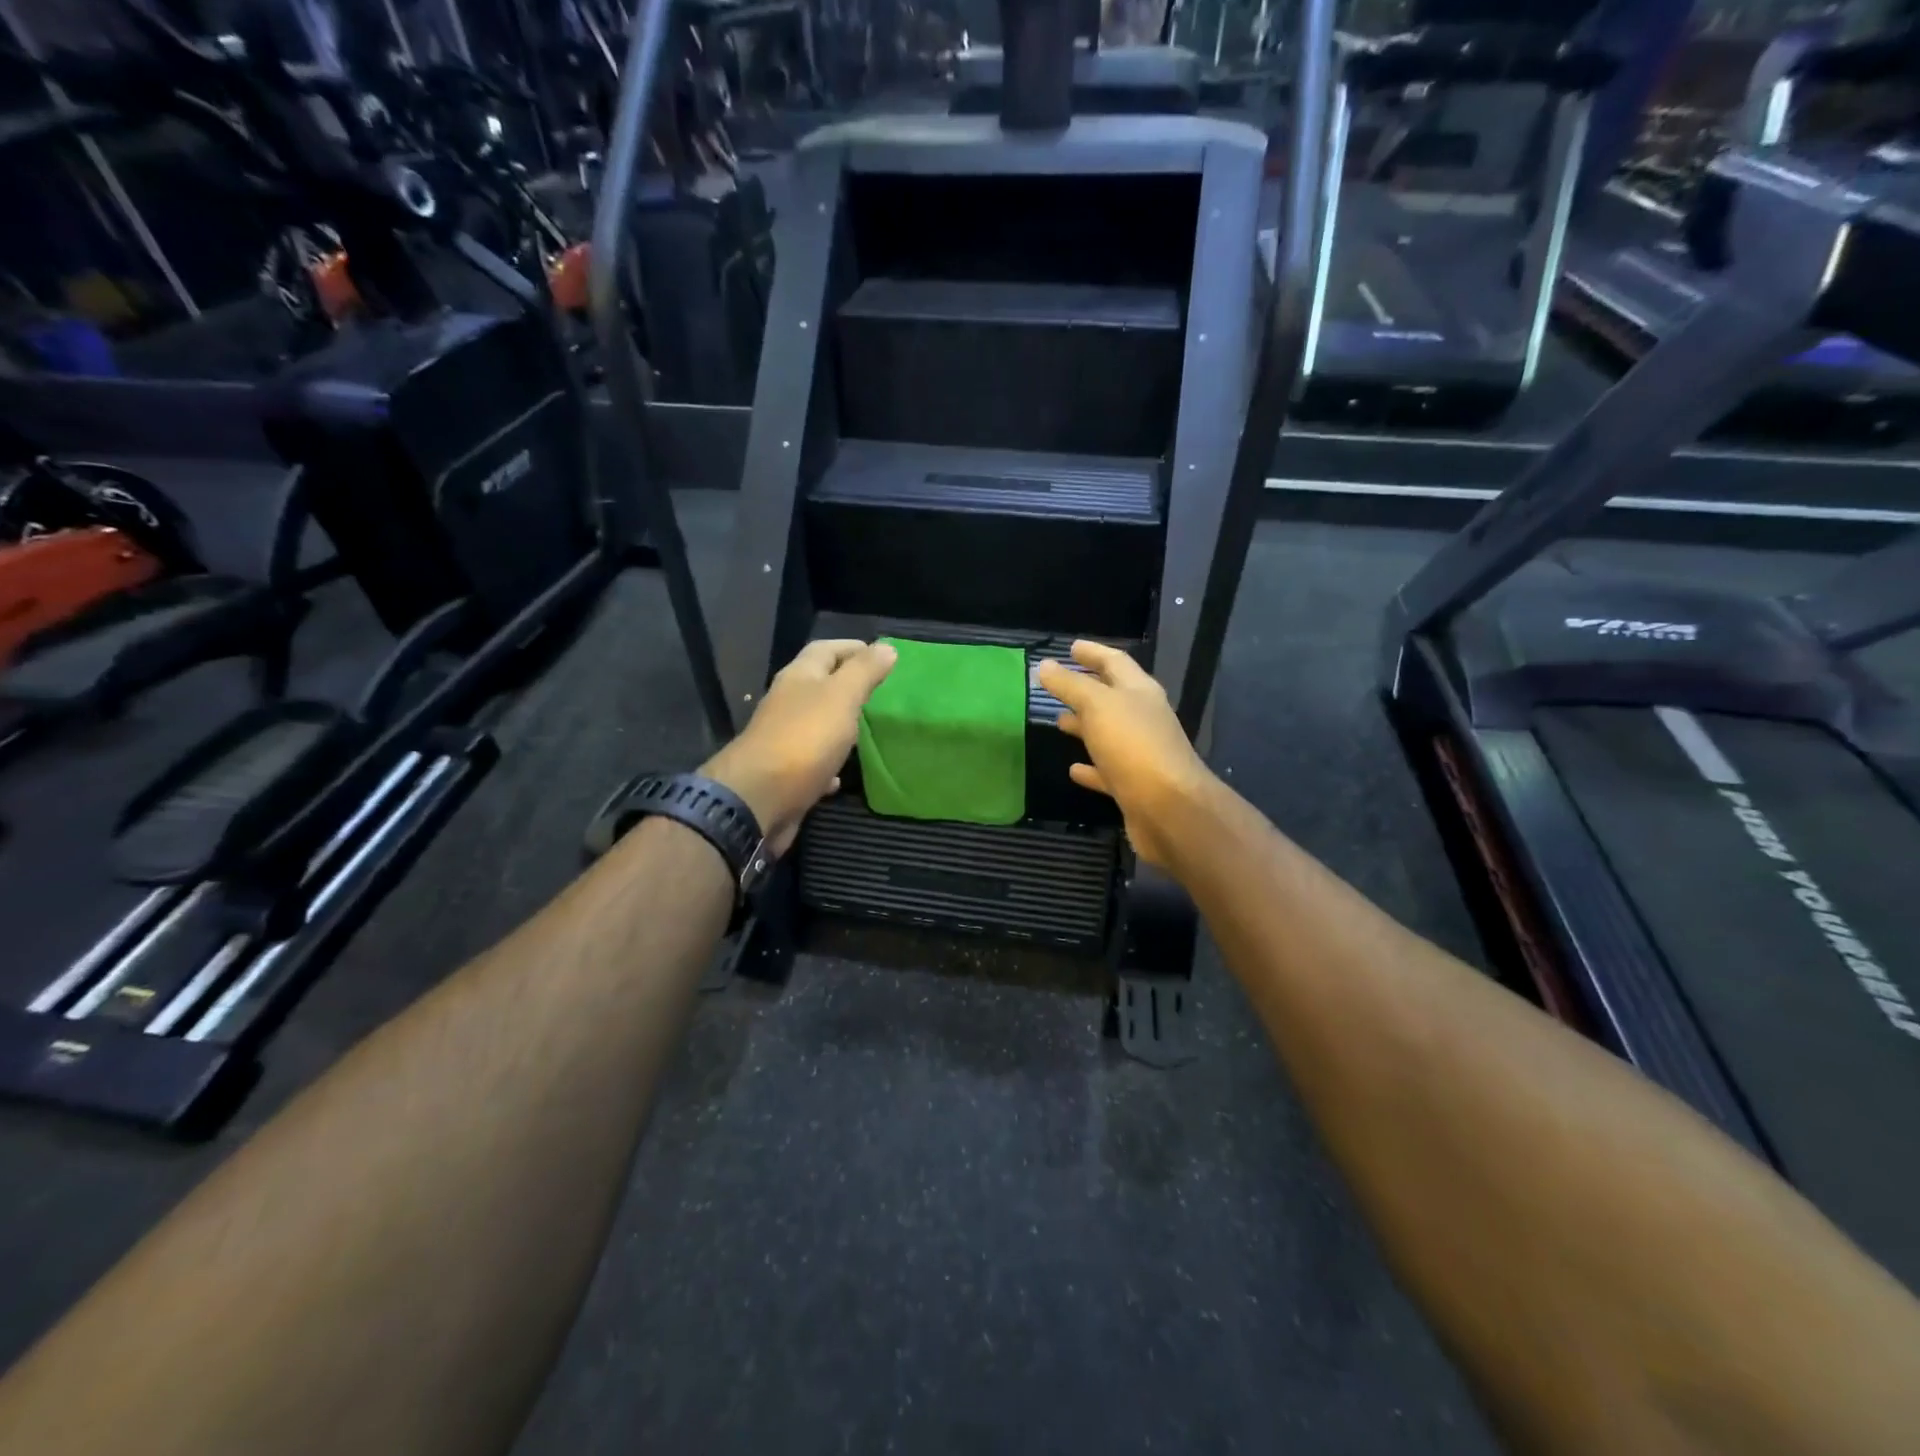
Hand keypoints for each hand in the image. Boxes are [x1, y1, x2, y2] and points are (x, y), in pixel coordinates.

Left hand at [701, 639, 897, 854]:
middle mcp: (787, 704)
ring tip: (868, 729)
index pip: (824, 650)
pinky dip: (829, 763)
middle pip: (817, 685)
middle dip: (846, 685)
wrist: (759, 799)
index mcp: (798, 678)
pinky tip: (843, 774)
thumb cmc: (805, 739)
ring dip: (838, 724)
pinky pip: (811, 762)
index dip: (852, 648)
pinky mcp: (785, 774)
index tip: (882, 655)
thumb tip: (886, 647)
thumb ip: (864, 672)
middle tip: (879, 692)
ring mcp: (783, 739)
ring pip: (815, 724)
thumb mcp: (841, 696)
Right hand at [1035, 641, 1213, 868]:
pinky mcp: (1134, 786)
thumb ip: (1070, 685)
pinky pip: (1107, 771)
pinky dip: (1090, 768)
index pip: (1115, 662)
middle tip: (1058, 684)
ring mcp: (1140, 754)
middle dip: (1086, 688)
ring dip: (1085, 726)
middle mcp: (1144, 719)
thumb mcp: (1097, 706)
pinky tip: (1073, 769)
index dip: (1093, 653)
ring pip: (1108, 733)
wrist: (1169, 809)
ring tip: (1059, 722)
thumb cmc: (1133, 746)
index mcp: (1140, 692)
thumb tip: (1044, 665)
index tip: (1071, 647)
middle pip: (1113, 697)